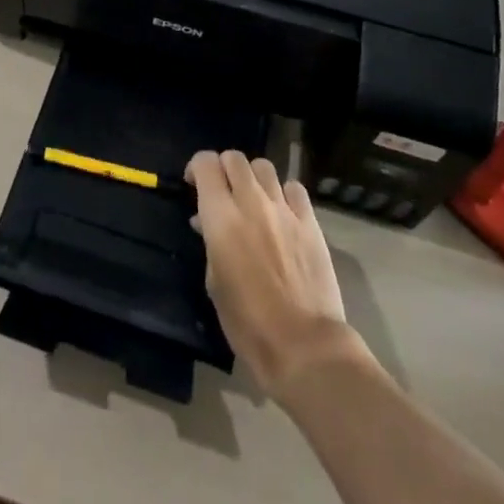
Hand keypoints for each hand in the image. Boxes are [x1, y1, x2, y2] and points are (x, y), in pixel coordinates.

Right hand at [186, 150, 367, 402]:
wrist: (304, 345)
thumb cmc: (248, 323)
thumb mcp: (214, 283)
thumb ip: (210, 243)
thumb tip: (206, 223)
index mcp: (221, 216)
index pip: (205, 163)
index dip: (196, 167)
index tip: (193, 185)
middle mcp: (251, 202)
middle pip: (234, 158)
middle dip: (223, 168)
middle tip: (222, 192)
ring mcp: (284, 209)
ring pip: (264, 166)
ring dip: (253, 177)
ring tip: (253, 199)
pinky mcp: (310, 222)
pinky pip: (294, 188)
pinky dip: (284, 193)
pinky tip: (282, 212)